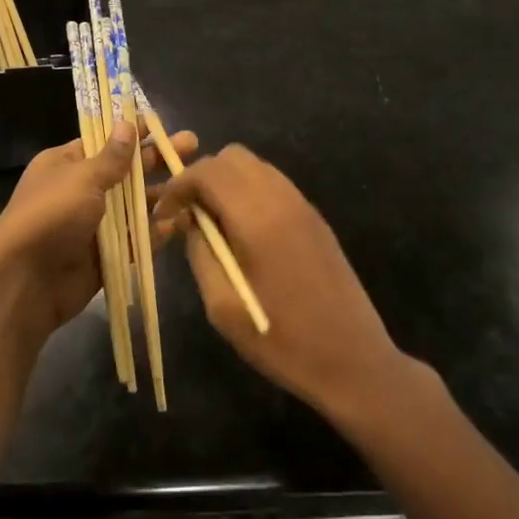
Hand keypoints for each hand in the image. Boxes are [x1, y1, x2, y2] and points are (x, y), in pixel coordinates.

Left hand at [0, 123, 197, 340]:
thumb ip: (111, 158)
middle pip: (125, 171)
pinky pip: (135, 240)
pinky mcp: (106, 255)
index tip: (161, 123)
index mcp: (66, 164)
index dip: (132, 132)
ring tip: (196, 183)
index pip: (104, 141)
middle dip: (156, 159)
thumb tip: (127, 125)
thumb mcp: (82, 178)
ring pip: (134, 206)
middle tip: (192, 145)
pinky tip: (181, 222)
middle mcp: (81, 191)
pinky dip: (155, 232)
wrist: (25, 281)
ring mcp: (94, 224)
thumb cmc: (50, 216)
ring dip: (162, 195)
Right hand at [151, 144, 403, 419]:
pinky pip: (274, 185)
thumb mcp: (223, 306)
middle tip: (188, 214)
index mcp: (258, 219)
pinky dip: (249, 192)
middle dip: (202, 176)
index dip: (179, 185)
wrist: (354, 361)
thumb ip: (201, 254)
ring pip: (255, 166)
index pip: (208, 171)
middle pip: (233, 157)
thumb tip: (191, 223)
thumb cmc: (282, 341)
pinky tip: (243, 231)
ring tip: (213, 223)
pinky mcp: (316, 218)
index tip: (164, 214)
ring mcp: (304, 206)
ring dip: (227, 182)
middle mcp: (282, 199)